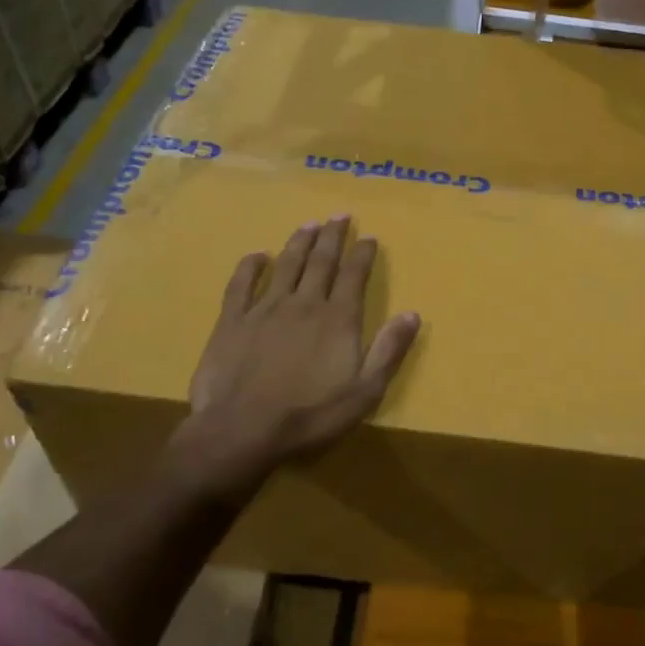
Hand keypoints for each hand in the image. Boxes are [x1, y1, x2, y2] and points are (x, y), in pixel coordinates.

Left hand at [185, 217, 419, 492]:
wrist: (242, 430)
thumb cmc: (310, 415)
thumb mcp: (364, 392)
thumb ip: (389, 350)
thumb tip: (412, 313)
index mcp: (338, 319)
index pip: (354, 276)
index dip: (363, 254)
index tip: (368, 236)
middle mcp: (304, 303)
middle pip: (321, 261)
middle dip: (332, 236)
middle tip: (339, 215)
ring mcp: (265, 308)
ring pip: (286, 265)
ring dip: (299, 242)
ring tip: (309, 224)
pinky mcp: (232, 320)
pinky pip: (241, 284)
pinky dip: (250, 266)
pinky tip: (257, 256)